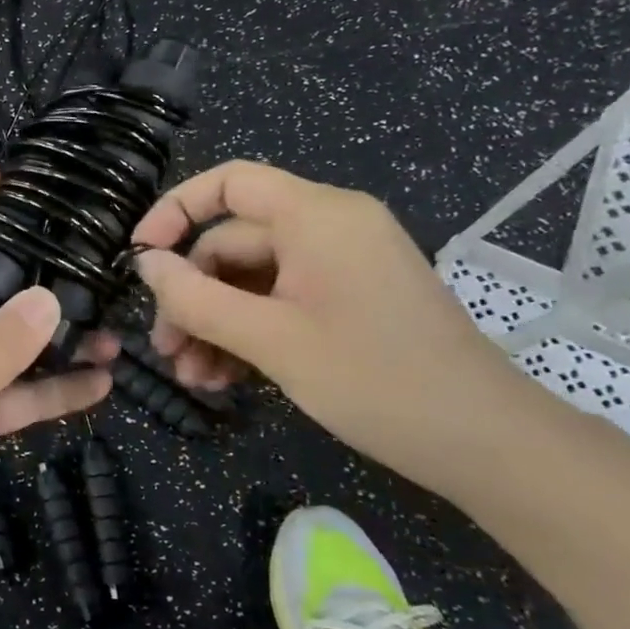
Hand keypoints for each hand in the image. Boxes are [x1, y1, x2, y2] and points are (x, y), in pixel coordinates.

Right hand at [130, 161, 534, 500]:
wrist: (488, 445)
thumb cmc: (376, 380)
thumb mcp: (271, 341)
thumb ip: (197, 298)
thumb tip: (144, 265)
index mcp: (316, 215)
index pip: (228, 182)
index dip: (174, 210)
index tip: (140, 258)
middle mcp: (328, 227)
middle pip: (233, 242)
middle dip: (192, 295)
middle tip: (166, 349)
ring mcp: (341, 265)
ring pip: (252, 279)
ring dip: (215, 323)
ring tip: (193, 377)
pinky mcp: (350, 300)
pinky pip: (281, 301)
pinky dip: (249, 333)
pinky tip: (225, 378)